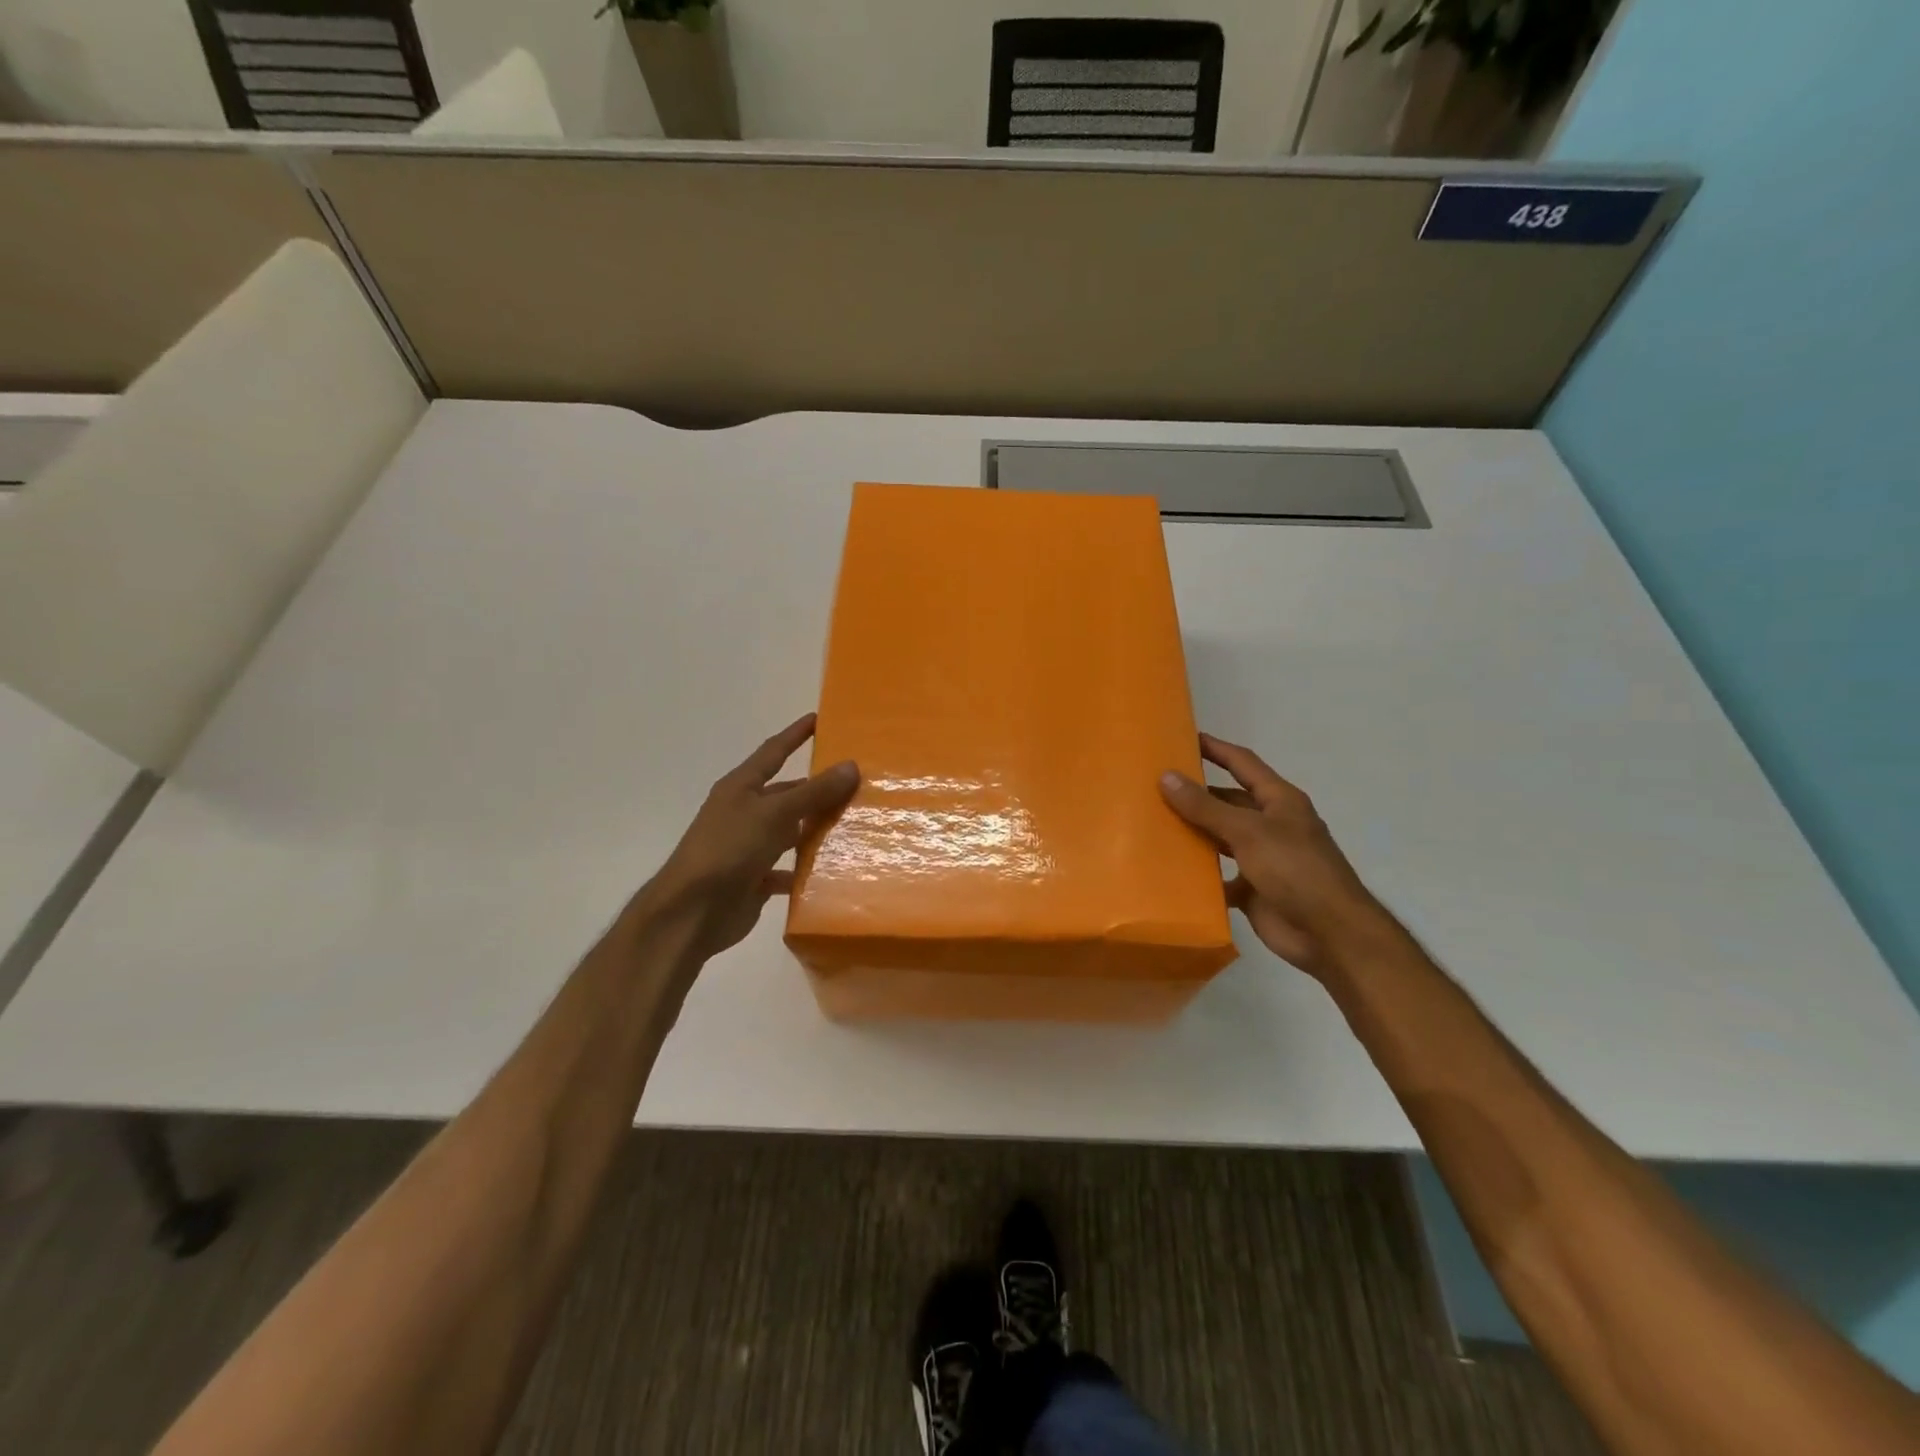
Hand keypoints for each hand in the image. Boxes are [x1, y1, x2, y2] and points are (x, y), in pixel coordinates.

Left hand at [639, 713, 858, 963]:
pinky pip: (788, 869)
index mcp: (741, 788)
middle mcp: (744, 812)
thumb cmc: (728, 850)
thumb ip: (814, 792)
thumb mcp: (774, 814)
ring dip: (817, 829)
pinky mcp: (754, 879)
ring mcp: (749, 847)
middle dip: (818, 788)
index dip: (795, 735)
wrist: (691, 912)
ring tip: (856, 823)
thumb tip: (851, 765)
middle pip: (787, 793)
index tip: (820, 718)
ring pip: (791, 831)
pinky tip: (834, 869)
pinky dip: (807, 869)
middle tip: (858, 782)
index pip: (773, 752)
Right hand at [1160, 734, 1395, 979]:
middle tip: (1153, 787)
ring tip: (1153, 824)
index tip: (1183, 737)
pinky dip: (1198, 875)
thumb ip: (1205, 807)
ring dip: (1193, 833)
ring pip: (1220, 838)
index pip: (1242, 763)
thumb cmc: (1295, 870)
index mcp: (1279, 801)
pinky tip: (1168, 870)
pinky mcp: (1252, 889)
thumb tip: (1167, 776)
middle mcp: (1271, 824)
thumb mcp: (1248, 832)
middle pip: (1227, 801)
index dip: (1215, 748)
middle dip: (1196, 794)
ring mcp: (1262, 858)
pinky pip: (1219, 876)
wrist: (1330, 934)